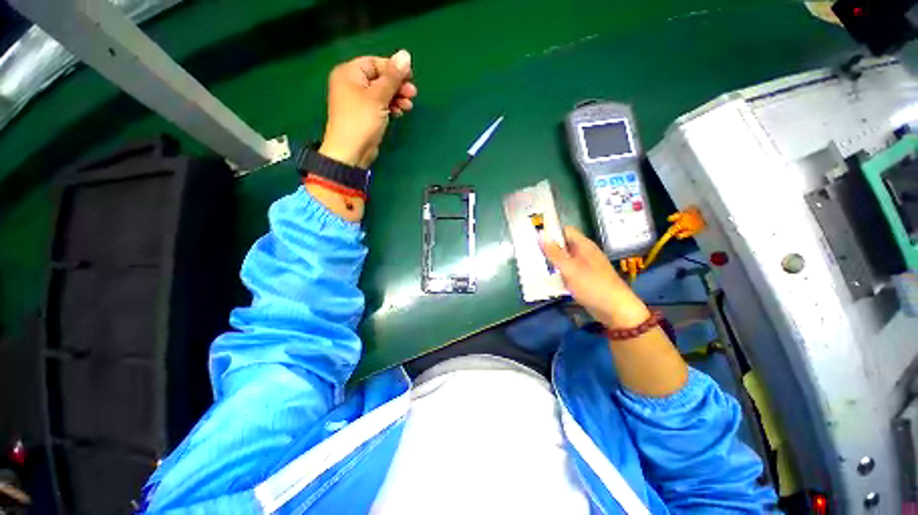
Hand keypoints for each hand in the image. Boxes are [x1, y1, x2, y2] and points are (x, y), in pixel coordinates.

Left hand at [319, 50, 417, 168]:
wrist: (351, 152)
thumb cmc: (361, 120)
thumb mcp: (378, 97)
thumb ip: (392, 77)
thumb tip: (405, 54)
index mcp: (350, 72)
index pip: (375, 63)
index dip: (393, 69)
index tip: (410, 78)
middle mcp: (352, 84)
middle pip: (380, 78)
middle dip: (397, 86)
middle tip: (412, 94)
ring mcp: (358, 101)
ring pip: (381, 94)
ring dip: (396, 98)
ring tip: (408, 107)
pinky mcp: (365, 115)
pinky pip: (380, 106)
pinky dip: (391, 108)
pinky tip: (399, 113)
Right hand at [541, 226, 650, 329]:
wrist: (615, 309)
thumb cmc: (592, 285)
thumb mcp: (569, 268)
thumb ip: (554, 252)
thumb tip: (540, 234)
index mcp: (584, 245)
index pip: (565, 231)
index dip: (551, 232)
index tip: (534, 238)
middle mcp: (584, 253)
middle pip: (563, 245)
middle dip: (548, 248)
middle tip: (531, 253)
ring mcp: (584, 266)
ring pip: (564, 259)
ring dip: (552, 262)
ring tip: (535, 265)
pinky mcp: (583, 278)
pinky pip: (567, 271)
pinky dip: (558, 273)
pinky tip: (548, 278)